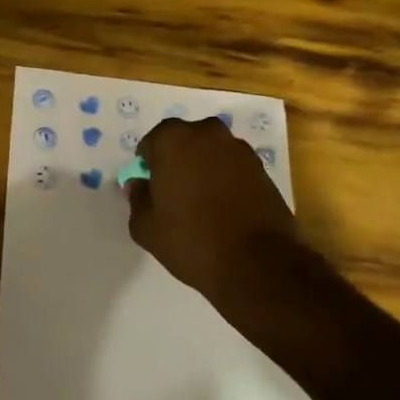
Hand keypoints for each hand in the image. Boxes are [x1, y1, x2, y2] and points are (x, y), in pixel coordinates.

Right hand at [128, 117, 298, 297]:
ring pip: (212, 152)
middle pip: (185, 140)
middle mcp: (208, 134)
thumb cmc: (191, 241)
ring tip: (201, 202)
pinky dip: (226, 180)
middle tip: (174, 192)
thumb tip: (138, 184)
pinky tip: (224, 208)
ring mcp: (239, 150)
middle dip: (177, 159)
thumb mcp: (147, 228)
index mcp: (174, 140)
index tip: (151, 187)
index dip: (149, 163)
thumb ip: (137, 198)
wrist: (256, 264)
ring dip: (204, 168)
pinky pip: (233, 167)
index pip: (153, 141)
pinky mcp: (262, 169)